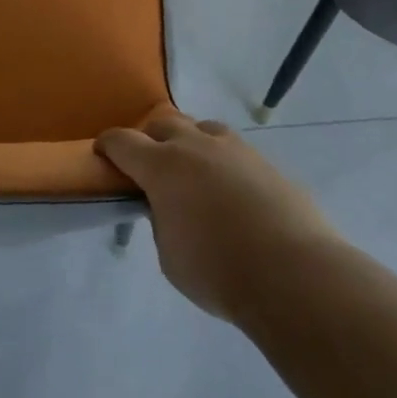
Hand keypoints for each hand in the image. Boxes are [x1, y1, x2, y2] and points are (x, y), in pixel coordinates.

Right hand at [98, 111, 336, 321]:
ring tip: (194, 171)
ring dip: (190, 142)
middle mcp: (195, 146)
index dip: (108, 144)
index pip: (123, 141)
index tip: (103, 153)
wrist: (294, 274)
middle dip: (150, 138)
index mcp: (162, 166)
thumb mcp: (170, 256)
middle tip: (149, 164)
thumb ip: (162, 221)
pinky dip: (223, 163)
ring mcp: (235, 150)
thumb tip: (170, 207)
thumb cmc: (218, 271)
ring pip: (203, 128)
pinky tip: (231, 191)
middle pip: (163, 123)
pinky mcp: (266, 163)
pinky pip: (235, 151)